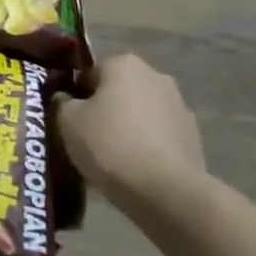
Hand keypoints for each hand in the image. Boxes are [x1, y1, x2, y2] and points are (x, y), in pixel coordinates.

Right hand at [54, 53, 208, 221]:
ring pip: (140, 114)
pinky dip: (146, 147)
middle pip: (118, 91)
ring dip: (127, 128)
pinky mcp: (193, 138)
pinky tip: (134, 171)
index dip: (76, 95)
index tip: (69, 119)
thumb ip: (62, 103)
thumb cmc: (109, 145)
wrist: (165, 192)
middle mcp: (156, 77)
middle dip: (104, 110)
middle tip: (86, 138)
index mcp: (124, 64)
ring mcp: (180, 108)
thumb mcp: (67, 121)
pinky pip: (158, 137)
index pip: (90, 72)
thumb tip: (66, 99)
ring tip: (111, 159)